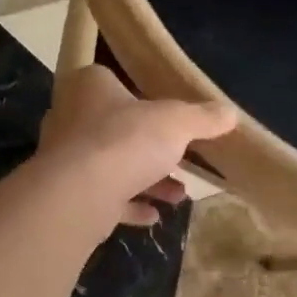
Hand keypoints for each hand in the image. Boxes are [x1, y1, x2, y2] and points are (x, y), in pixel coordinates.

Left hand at [38, 66, 237, 230]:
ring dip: (146, 180)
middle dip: (150, 147)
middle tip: (180, 158)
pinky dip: (129, 205)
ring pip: (112, 165)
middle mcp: (70, 117)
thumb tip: (230, 113)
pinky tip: (154, 215)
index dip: (140, 97)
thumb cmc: (126, 140)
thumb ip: (203, 118)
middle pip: (116, 127)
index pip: (112, 81)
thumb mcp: (177, 122)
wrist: (80, 194)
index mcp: (89, 86)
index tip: (167, 115)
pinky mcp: (68, 194)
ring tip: (179, 194)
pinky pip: (104, 197)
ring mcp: (65, 158)